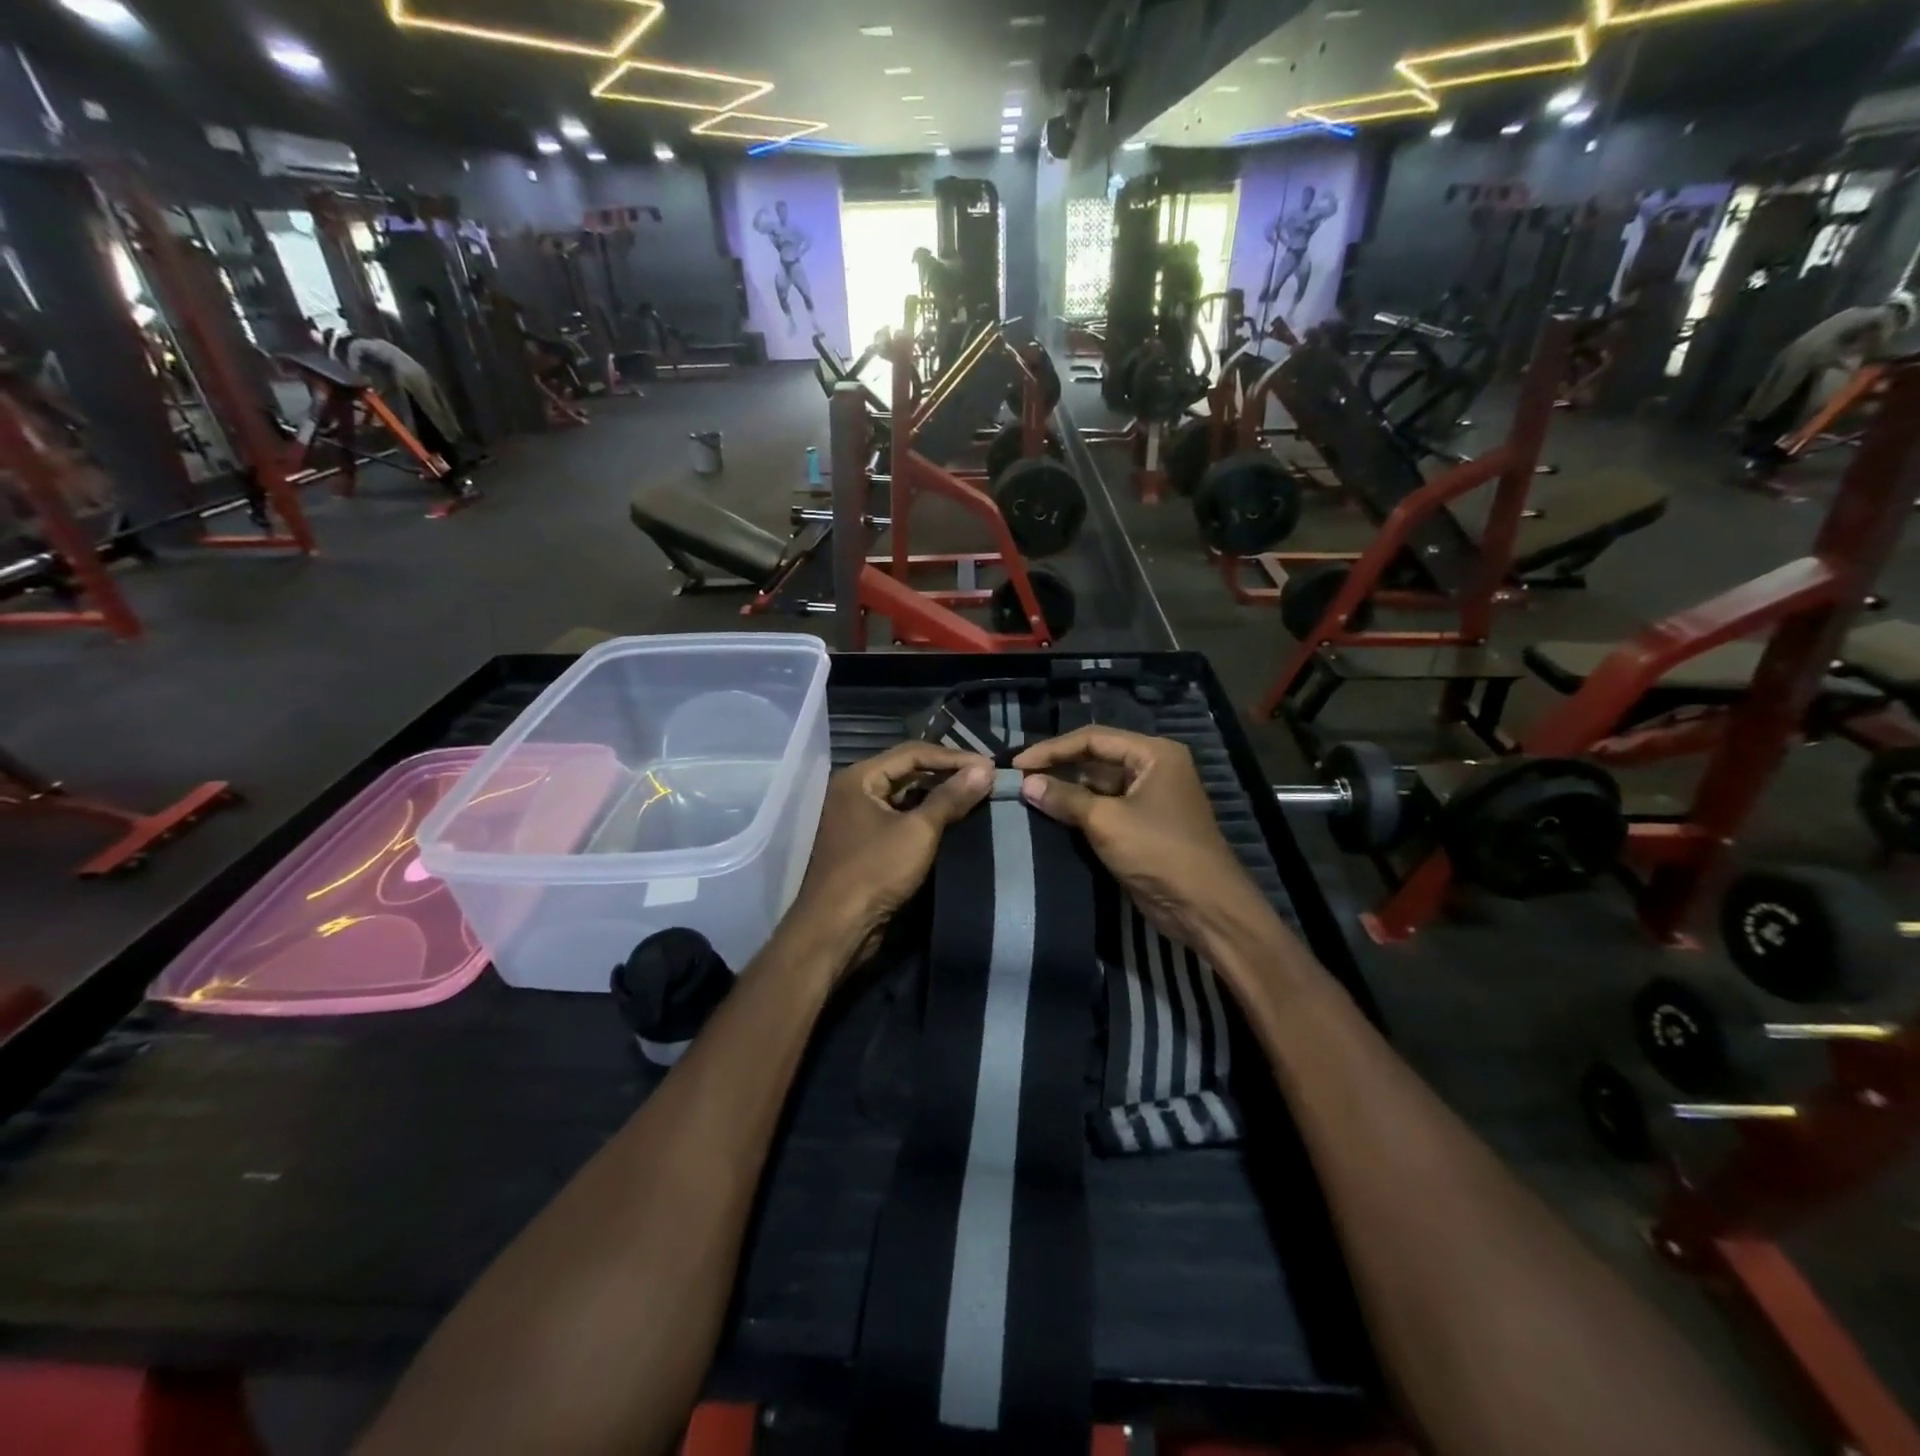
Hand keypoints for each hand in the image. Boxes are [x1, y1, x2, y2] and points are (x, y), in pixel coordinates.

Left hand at [789, 742, 993, 966]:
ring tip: (975, 796)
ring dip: (938, 795)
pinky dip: (926, 815)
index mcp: (859, 777)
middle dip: (947, 773)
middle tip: (985, 779)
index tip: (989, 766)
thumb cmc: (875, 871)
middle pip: (907, 771)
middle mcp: (855, 790)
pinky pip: (900, 817)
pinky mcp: (866, 842)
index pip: (913, 753)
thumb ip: (950, 798)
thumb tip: (985, 770)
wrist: (836, 928)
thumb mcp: (918, 831)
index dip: (953, 757)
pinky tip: (953, 820)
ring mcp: (858, 817)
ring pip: (905, 795)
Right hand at [1012, 727, 1270, 953]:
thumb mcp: (1106, 821)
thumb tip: (1026, 784)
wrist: (1204, 907)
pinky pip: (1105, 808)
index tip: (1018, 764)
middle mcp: (1153, 768)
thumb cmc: (1159, 852)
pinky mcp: (1142, 825)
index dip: (1053, 749)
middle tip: (1019, 778)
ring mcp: (1149, 798)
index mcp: (1154, 754)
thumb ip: (1065, 798)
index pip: (1093, 738)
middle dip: (1058, 767)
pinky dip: (1079, 810)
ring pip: (1098, 785)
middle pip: (1096, 758)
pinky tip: (1050, 814)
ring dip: (1067, 790)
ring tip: (1027, 795)